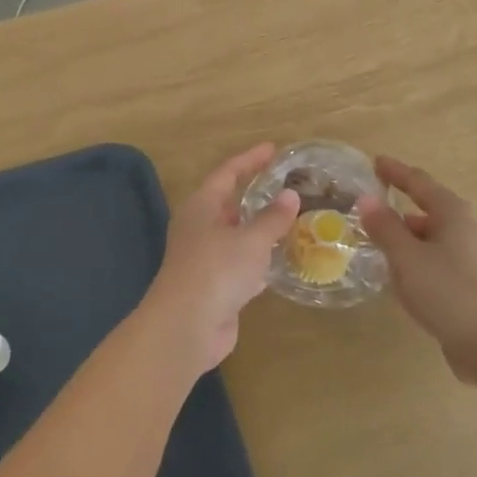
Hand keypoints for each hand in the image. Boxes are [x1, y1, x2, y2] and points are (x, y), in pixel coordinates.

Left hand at [139, 143, 298, 376]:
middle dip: (254, 195)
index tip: (273, 149)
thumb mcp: (251, 240)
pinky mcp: (214, 286)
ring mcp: (205, 259)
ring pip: (236, 236)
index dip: (250, 159)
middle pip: (229, 204)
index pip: (227, 173)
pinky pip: (240, 265)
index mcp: (201, 207)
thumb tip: (290, 195)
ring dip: (259, 230)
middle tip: (286, 186)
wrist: (186, 326)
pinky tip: (281, 262)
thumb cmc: (217, 270)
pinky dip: (259, 261)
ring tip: (290, 221)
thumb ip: (272, 218)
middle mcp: (199, 228)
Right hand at [359, 157, 476, 380]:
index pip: (419, 182)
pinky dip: (416, 264)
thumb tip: (367, 199)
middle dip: (400, 210)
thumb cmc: (450, 291)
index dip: (396, 172)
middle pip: (428, 211)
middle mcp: (465, 231)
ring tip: (377, 246)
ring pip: (432, 241)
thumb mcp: (407, 257)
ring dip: (406, 240)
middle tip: (369, 210)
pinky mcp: (471, 288)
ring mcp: (472, 261)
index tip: (375, 162)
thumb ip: (385, 228)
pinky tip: (400, 280)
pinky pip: (436, 265)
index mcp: (452, 214)